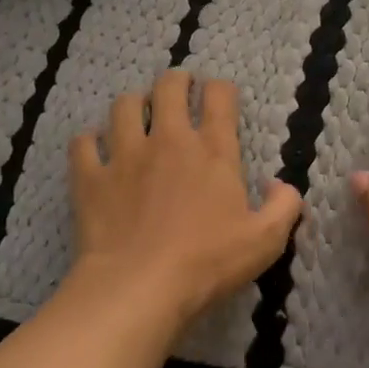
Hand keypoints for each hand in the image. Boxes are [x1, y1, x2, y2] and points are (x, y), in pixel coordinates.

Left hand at [69, 70, 302, 325]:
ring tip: (137, 112)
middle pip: (169, 88)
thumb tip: (280, 184)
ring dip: (133, 103)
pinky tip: (95, 148)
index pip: (219, 97)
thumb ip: (284, 206)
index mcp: (213, 151)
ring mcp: (125, 155)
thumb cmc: (208, 263)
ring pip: (123, 106)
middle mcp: (168, 141)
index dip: (221, 89)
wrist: (139, 286)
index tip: (220, 94)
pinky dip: (90, 141)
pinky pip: (84, 143)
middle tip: (179, 87)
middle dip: (176, 80)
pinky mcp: (90, 177)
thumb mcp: (266, 241)